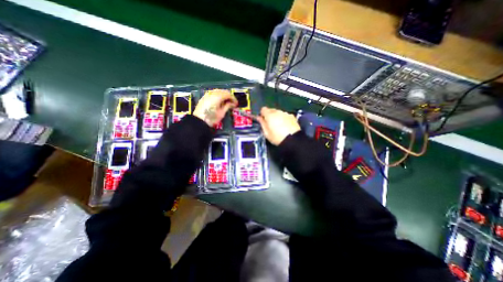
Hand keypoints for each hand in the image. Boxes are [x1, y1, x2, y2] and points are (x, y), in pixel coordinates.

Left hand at [193, 90, 237, 126]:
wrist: (198, 121)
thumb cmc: (211, 118)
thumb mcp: (221, 113)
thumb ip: (227, 106)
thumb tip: (233, 103)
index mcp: (217, 97)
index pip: (228, 94)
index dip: (233, 98)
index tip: (236, 104)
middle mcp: (212, 93)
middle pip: (223, 91)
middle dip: (229, 96)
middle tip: (232, 103)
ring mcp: (207, 94)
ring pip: (218, 91)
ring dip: (224, 95)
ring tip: (227, 102)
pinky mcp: (204, 97)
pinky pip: (213, 93)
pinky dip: (218, 96)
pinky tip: (220, 101)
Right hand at [259, 106, 297, 145]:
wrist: (292, 140)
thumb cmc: (277, 137)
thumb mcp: (266, 133)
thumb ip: (262, 123)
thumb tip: (259, 118)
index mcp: (269, 115)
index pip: (263, 109)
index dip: (262, 114)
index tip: (263, 120)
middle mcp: (278, 112)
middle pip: (271, 110)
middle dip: (270, 115)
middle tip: (270, 124)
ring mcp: (285, 113)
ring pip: (278, 112)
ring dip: (277, 116)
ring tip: (278, 125)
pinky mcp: (292, 116)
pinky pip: (285, 115)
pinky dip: (284, 118)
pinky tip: (285, 125)